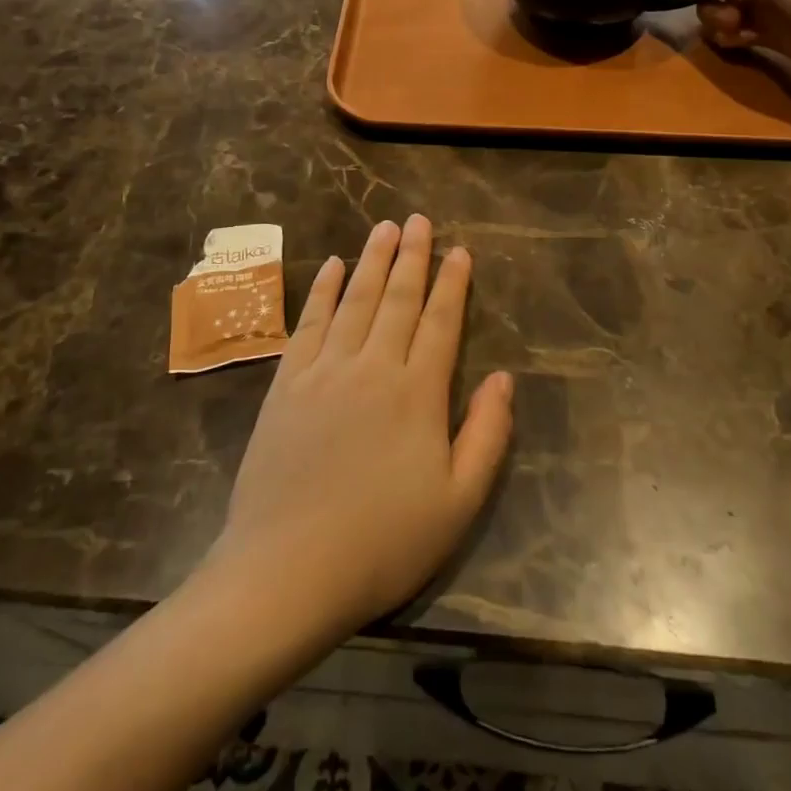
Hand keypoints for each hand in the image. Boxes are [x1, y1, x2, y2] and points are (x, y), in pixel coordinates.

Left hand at [205, 216, 512, 642]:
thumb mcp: (458, 503)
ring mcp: (324, 371)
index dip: (452, 283)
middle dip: (412, 256)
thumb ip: (486, 435)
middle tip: (419, 219)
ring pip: (355, 300)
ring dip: (372, 260)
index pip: (441, 322)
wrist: (287, 570)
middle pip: (398, 299)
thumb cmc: (382, 542)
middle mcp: (372, 367)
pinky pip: (309, 323)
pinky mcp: (287, 384)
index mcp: (417, 393)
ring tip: (384, 227)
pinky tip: (332, 267)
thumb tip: (503, 378)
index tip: (459, 250)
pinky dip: (323, 291)